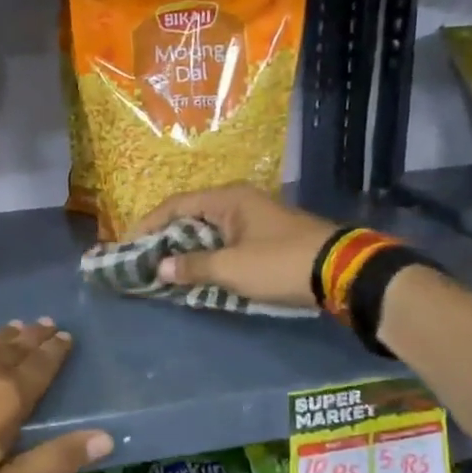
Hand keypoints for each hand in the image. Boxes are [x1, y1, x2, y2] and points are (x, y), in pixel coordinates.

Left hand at [0, 319, 113, 472]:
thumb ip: (55, 460)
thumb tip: (105, 436)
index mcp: (8, 396)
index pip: (41, 366)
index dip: (56, 351)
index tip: (66, 337)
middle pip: (15, 347)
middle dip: (34, 336)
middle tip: (47, 324)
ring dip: (4, 335)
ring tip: (16, 327)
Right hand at [129, 184, 338, 308]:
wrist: (343, 272)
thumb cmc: (279, 263)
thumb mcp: (231, 268)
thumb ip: (192, 266)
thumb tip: (160, 267)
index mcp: (227, 198)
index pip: (175, 206)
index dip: (147, 225)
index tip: (128, 246)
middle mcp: (239, 201)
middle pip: (190, 216)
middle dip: (165, 238)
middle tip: (143, 260)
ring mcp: (254, 218)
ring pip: (208, 231)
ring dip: (186, 249)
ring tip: (165, 270)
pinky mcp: (266, 237)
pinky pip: (225, 242)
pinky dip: (207, 256)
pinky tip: (198, 274)